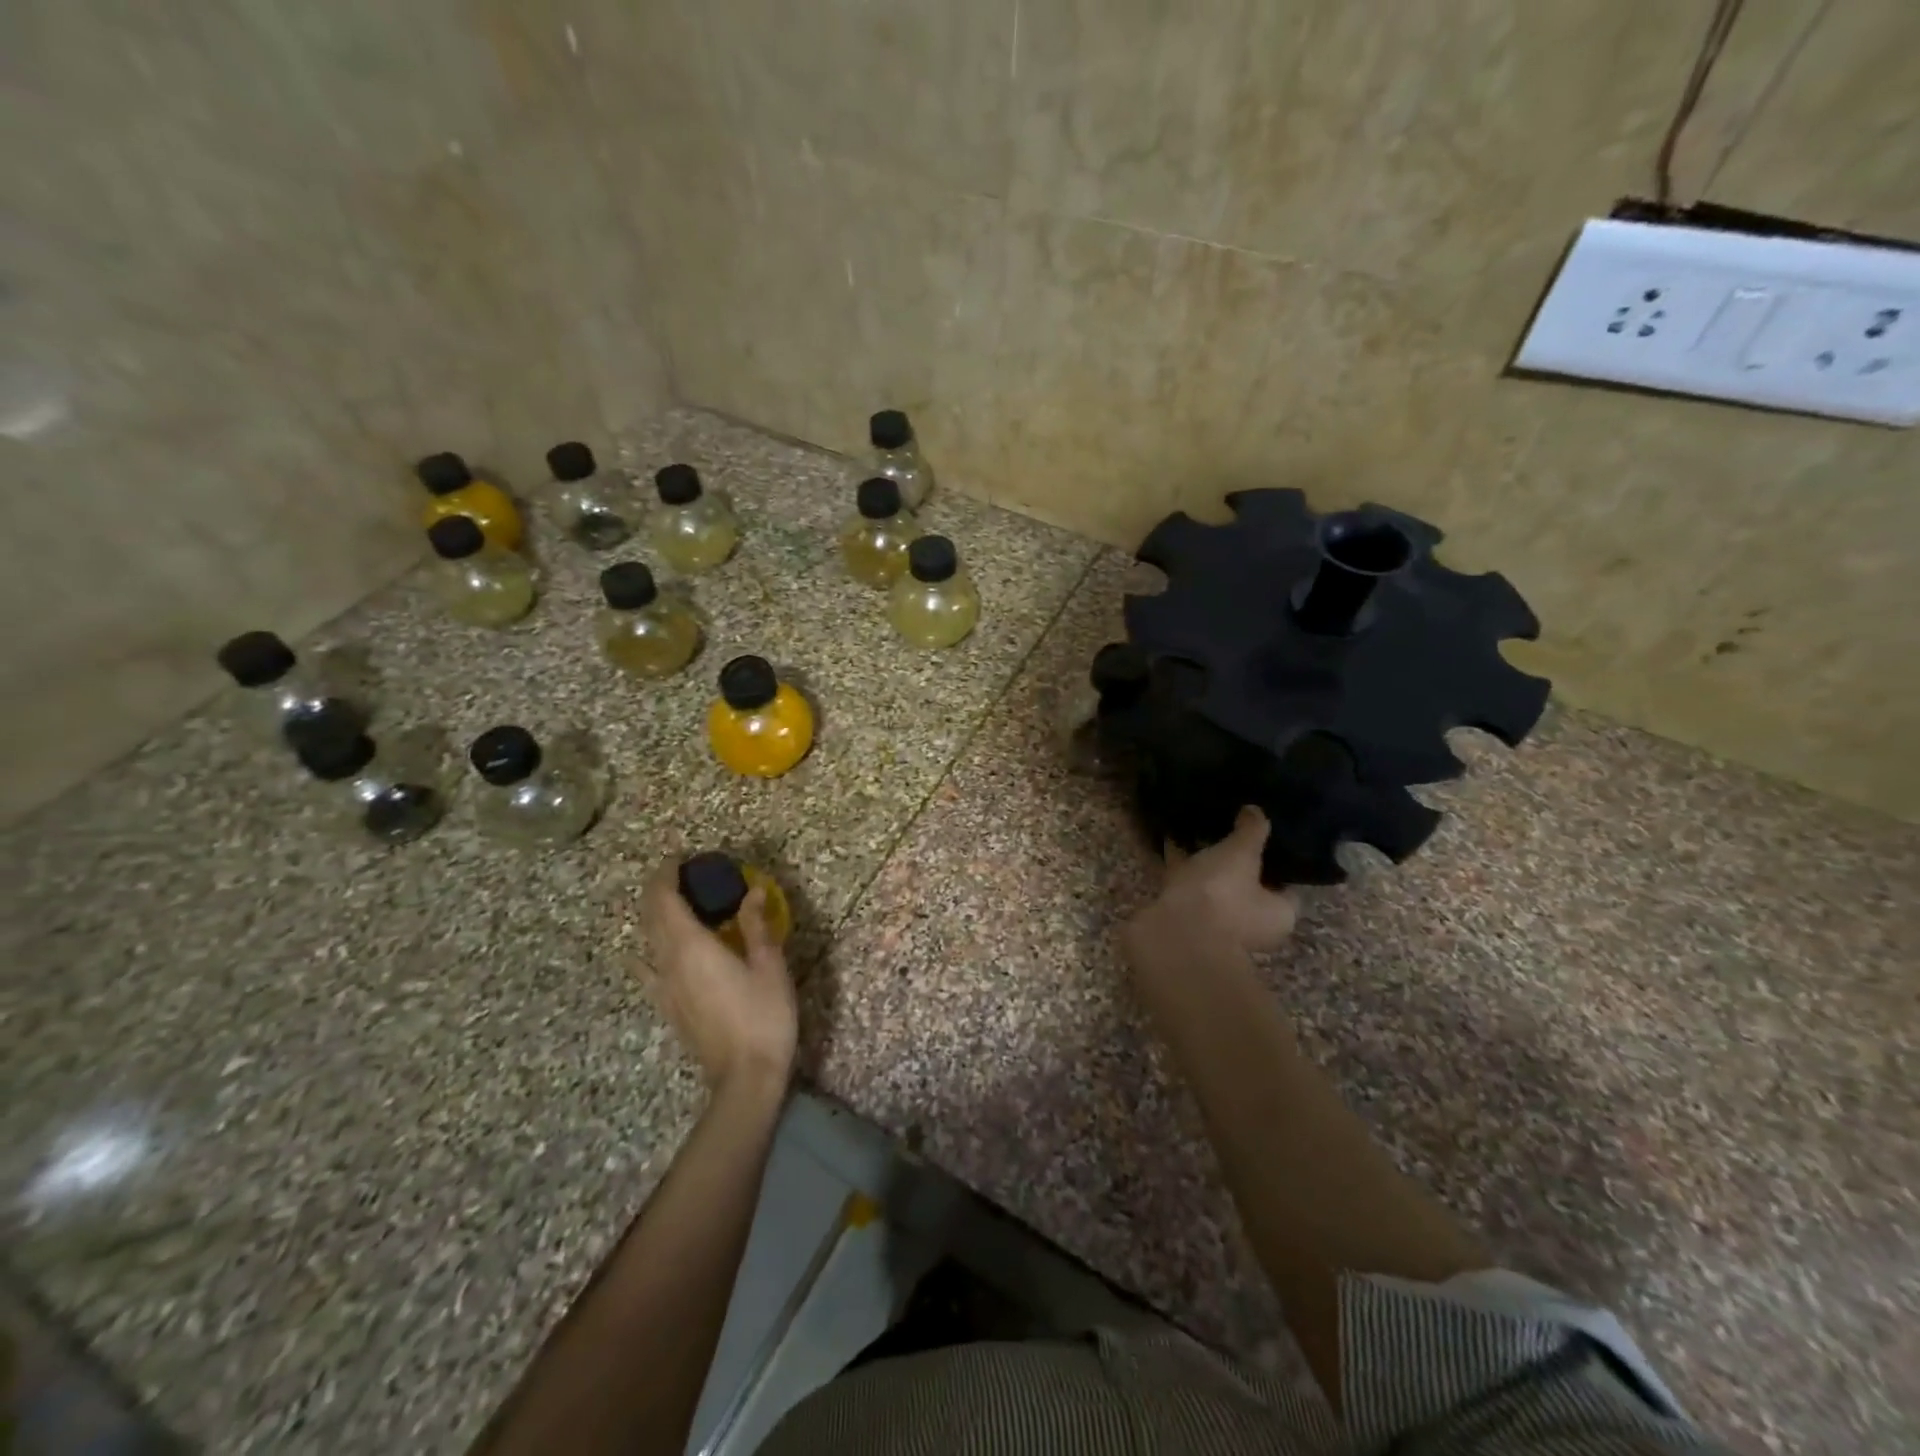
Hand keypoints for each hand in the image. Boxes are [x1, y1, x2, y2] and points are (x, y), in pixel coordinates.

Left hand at [638, 863, 796, 1093]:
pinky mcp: (668, 1007)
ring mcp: (664, 987)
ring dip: (653, 915)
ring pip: (646, 940)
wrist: (745, 1076)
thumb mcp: (769, 965)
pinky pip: (646, 971)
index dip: (666, 874)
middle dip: (658, 889)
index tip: (678, 856)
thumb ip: (756, 926)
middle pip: (650, 916)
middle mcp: (668, 962)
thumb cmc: (763, 1015)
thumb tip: (752, 892)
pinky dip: (643, 953)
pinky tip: (639, 954)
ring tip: (673, 902)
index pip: (665, 899)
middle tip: (679, 872)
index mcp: (692, 946)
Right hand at [1133, 806, 1299, 954]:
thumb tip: (1256, 810)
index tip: (1263, 832)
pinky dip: (1180, 864)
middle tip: (1227, 825)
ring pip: (1212, 884)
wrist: (1173, 933)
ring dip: (1203, 860)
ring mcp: (1214, 922)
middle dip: (1235, 858)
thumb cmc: (1222, 894)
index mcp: (1278, 914)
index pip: (1284, 882)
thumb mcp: (1241, 853)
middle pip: (1246, 885)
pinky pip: (1185, 884)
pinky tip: (1170, 836)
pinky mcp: (1183, 917)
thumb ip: (1252, 831)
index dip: (1276, 857)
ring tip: (1196, 824)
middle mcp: (1250, 924)